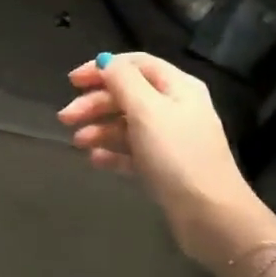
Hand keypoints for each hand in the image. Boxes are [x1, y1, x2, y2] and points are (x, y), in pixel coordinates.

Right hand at [58, 53, 268, 274]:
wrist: (210, 215)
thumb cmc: (177, 155)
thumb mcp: (147, 110)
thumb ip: (123, 80)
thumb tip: (106, 61)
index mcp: (177, 87)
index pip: (135, 64)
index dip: (102, 68)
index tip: (72, 81)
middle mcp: (175, 108)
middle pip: (127, 94)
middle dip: (94, 103)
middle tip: (65, 118)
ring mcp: (170, 139)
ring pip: (127, 124)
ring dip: (99, 128)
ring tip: (78, 142)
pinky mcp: (164, 167)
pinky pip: (132, 151)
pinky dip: (112, 152)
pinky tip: (94, 160)